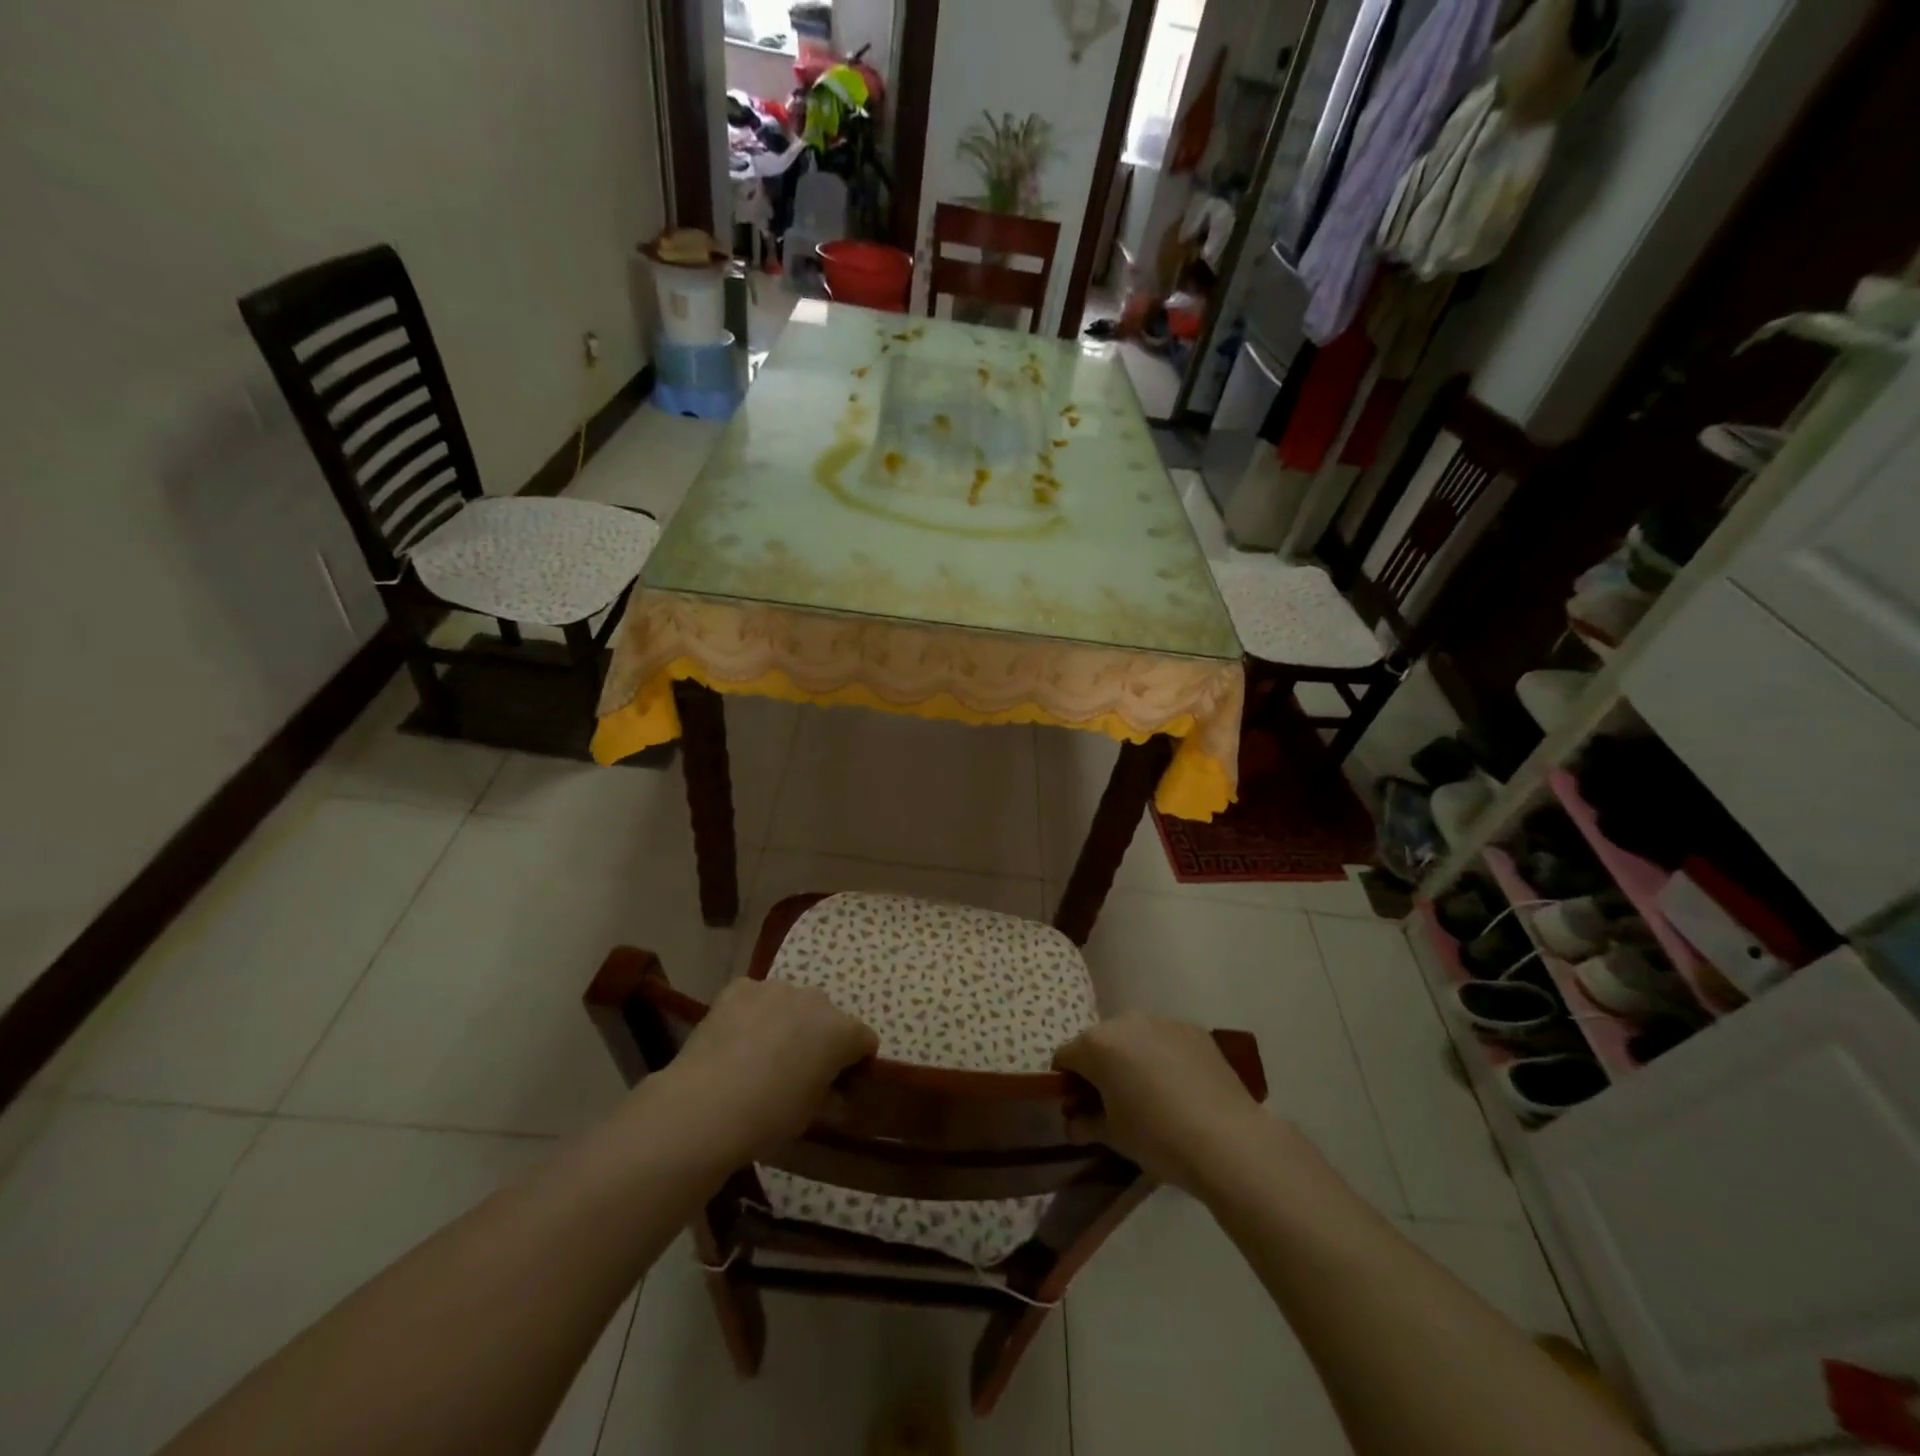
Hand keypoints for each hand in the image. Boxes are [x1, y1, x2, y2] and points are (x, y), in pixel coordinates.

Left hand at [666, 978, 878, 1160]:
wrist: (705, 1106)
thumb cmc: (769, 1117)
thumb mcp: (810, 1116)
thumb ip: (829, 1096)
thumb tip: (834, 1094)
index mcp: (840, 1031)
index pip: (864, 1040)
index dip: (855, 1062)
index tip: (840, 1083)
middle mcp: (814, 1000)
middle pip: (827, 1017)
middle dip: (818, 1038)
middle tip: (797, 1070)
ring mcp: (775, 989)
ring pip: (790, 1003)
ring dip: (786, 1022)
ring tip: (760, 1055)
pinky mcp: (739, 988)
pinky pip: (755, 998)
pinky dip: (752, 1014)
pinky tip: (735, 1041)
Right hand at [1053, 1014, 1268, 1193]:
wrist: (1227, 1140)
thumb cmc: (1157, 1137)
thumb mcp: (1113, 1137)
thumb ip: (1085, 1124)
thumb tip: (1073, 1123)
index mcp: (1097, 1044)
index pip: (1065, 1057)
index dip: (1067, 1083)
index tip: (1079, 1108)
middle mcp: (1125, 1021)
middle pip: (1100, 1042)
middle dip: (1101, 1067)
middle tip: (1115, 1103)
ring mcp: (1162, 1021)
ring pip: (1135, 1037)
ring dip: (1133, 1059)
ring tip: (1152, 1095)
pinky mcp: (1194, 1029)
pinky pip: (1166, 1040)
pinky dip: (1164, 1057)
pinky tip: (1181, 1089)